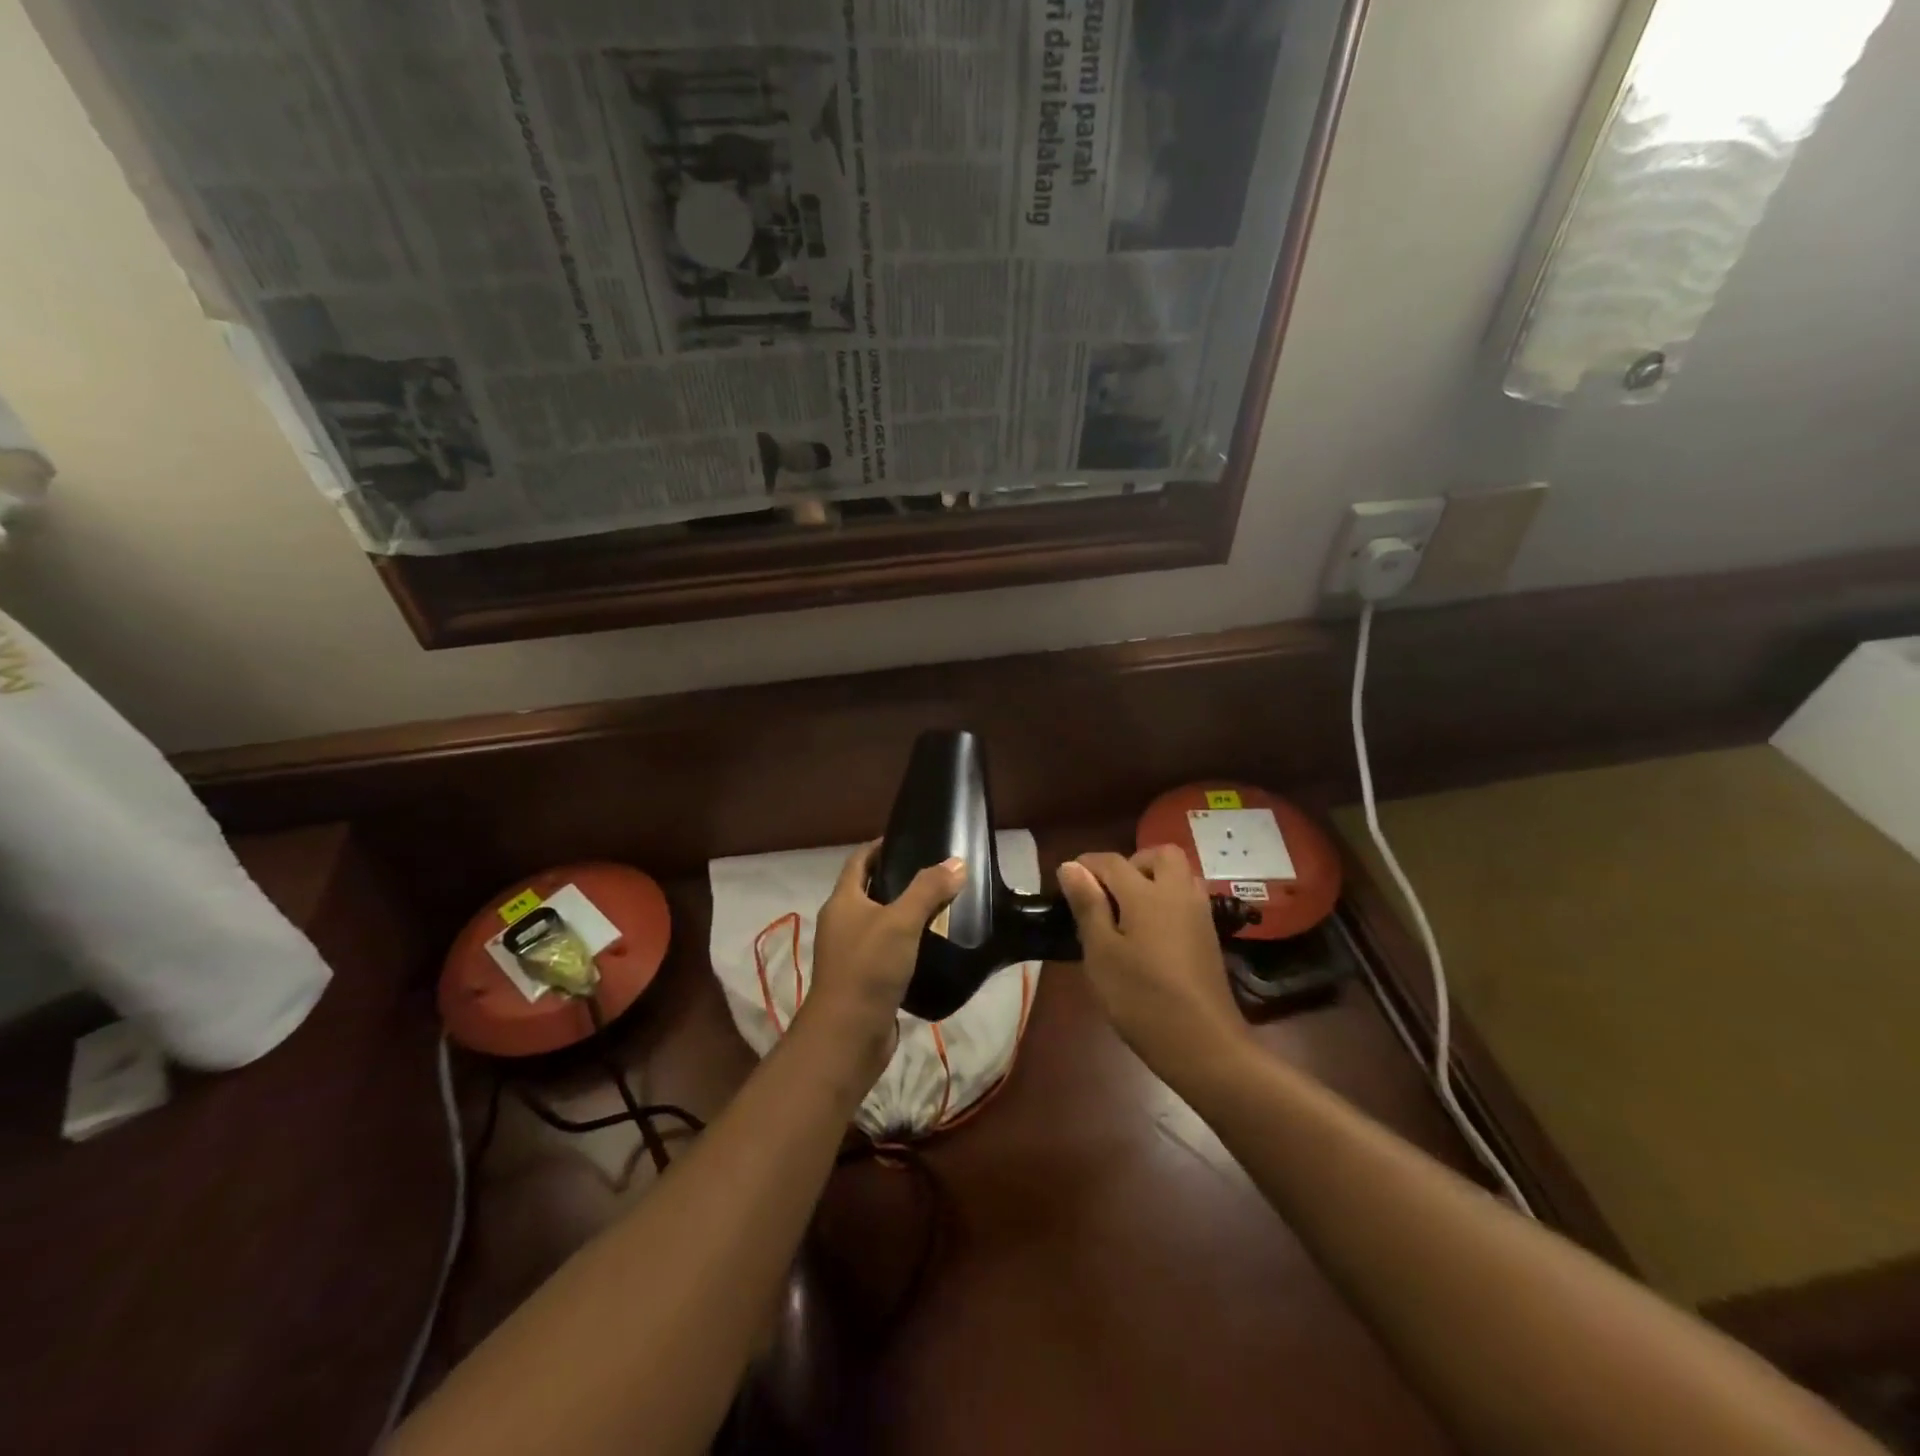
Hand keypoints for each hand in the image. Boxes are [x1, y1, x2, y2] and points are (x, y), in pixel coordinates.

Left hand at [803, 841, 965, 1083]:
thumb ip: (928, 890)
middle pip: (869, 890)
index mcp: (842, 901)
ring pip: (881, 922)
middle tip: (935, 872)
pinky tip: (934, 944)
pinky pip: (888, 950)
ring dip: (905, 913)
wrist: (849, 1034)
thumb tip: (956, 862)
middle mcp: (842, 923)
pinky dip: (908, 942)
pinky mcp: (865, 979)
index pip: (859, 861)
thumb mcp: (901, 921)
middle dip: (898, 879)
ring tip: (941, 905)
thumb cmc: (869, 968)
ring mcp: (851, 953)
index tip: (910, 838)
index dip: (880, 846)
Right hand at [1058, 846, 1249, 1083]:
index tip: (1067, 880)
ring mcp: (1199, 915)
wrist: (1204, 1045)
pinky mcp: (1210, 937)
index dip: (1086, 865)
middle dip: (1132, 863)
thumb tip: (1071, 866)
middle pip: (1159, 855)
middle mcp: (1178, 894)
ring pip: (1179, 876)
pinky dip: (1168, 901)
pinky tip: (1150, 934)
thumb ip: (1088, 905)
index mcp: (1147, 894)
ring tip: (1128, 912)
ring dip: (1154, 880)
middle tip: (1109, 893)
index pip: (1112, 862)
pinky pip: (1187, 899)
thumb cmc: (1142, 998)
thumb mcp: (1101, 954)